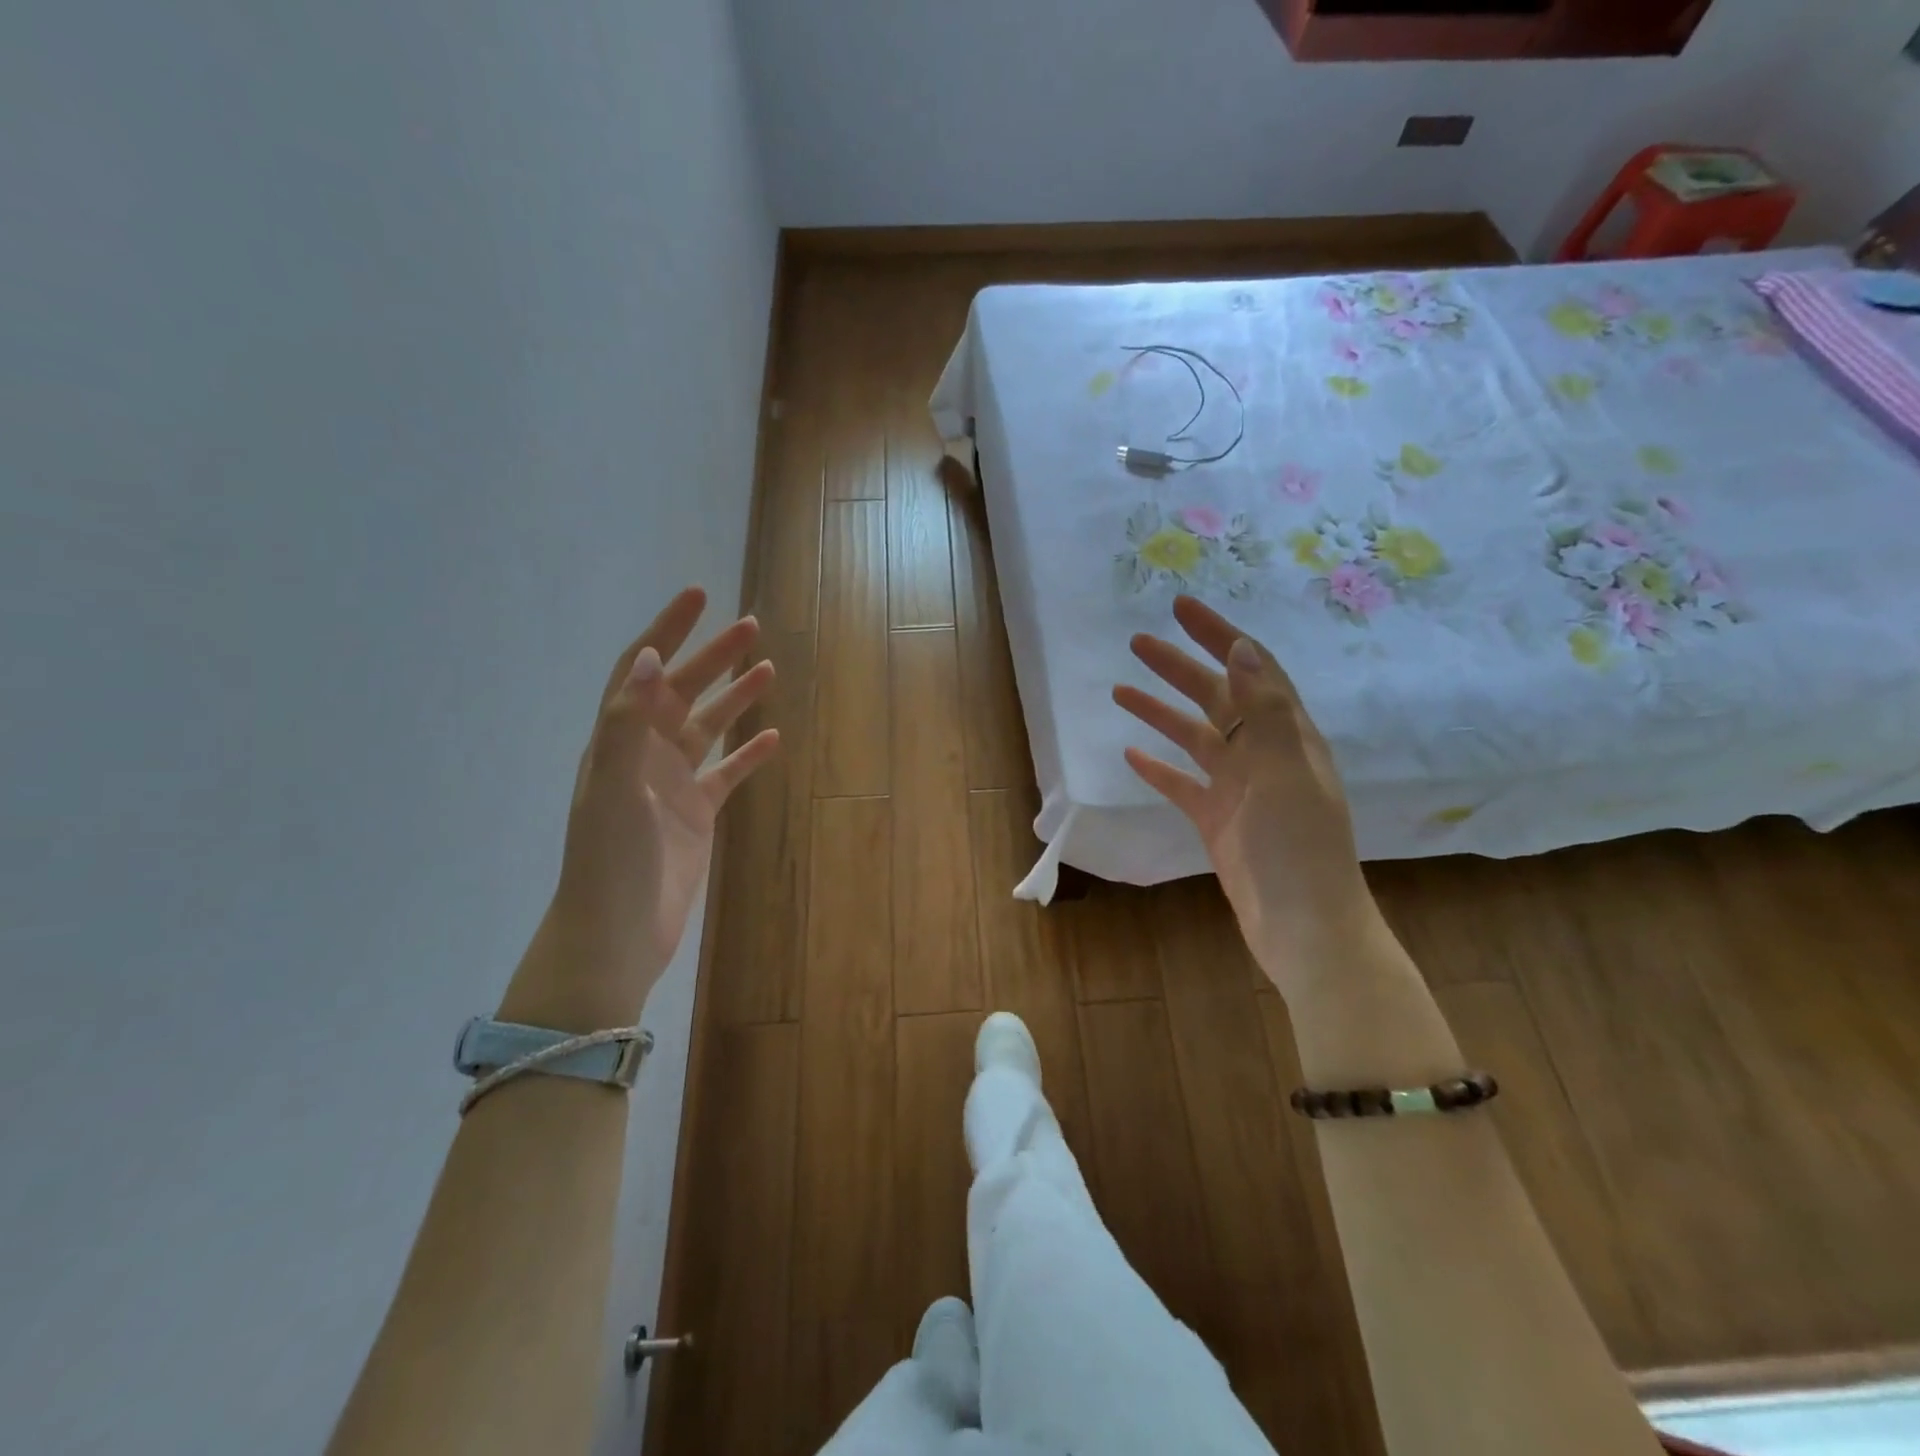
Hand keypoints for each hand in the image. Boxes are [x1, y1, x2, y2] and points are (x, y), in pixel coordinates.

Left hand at [504, 588, 778, 1030]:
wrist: (617, 932)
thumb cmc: (610, 858)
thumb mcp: (613, 786)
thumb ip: (627, 723)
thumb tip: (644, 657)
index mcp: (618, 740)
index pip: (640, 670)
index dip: (666, 630)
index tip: (698, 596)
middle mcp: (643, 754)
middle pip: (681, 690)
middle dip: (712, 656)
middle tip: (751, 626)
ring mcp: (672, 784)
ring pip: (708, 728)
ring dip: (735, 698)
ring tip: (768, 669)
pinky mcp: (696, 813)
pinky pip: (726, 773)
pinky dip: (748, 754)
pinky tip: (773, 738)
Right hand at [1114, 595, 1375, 1000]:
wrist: (1303, 927)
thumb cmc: (1297, 847)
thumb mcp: (1284, 771)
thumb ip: (1263, 710)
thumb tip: (1241, 647)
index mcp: (1286, 735)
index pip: (1251, 669)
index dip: (1219, 635)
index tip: (1181, 607)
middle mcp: (1263, 754)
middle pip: (1216, 697)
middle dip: (1180, 666)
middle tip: (1138, 642)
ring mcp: (1239, 788)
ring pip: (1194, 737)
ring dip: (1161, 712)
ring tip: (1122, 690)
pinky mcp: (1218, 820)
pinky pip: (1183, 784)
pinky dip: (1159, 767)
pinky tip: (1132, 755)